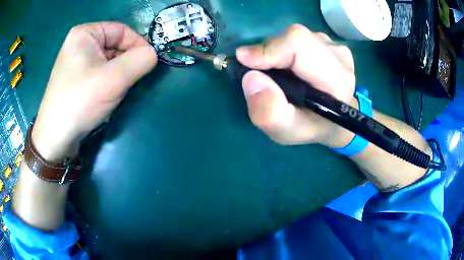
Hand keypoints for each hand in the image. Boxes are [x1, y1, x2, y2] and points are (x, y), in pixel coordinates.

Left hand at [32, 22, 157, 160]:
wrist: (56, 137)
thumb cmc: (80, 101)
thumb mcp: (114, 79)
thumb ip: (140, 60)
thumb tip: (153, 54)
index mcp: (85, 33)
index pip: (121, 30)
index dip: (137, 45)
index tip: (146, 65)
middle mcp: (79, 44)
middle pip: (114, 46)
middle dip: (125, 64)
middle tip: (128, 83)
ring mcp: (76, 62)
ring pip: (108, 62)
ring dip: (117, 76)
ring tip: (114, 93)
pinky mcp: (76, 79)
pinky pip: (99, 73)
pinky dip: (108, 83)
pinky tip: (105, 97)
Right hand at [236, 24, 355, 146]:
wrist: (333, 120)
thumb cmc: (311, 127)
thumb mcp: (286, 131)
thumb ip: (269, 112)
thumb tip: (251, 77)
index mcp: (337, 79)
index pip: (300, 45)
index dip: (269, 49)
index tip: (244, 60)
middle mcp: (340, 56)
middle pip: (296, 37)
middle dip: (269, 51)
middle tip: (258, 71)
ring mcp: (335, 46)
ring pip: (296, 36)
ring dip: (277, 52)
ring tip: (278, 74)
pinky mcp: (329, 42)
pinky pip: (299, 38)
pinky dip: (285, 50)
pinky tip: (289, 67)